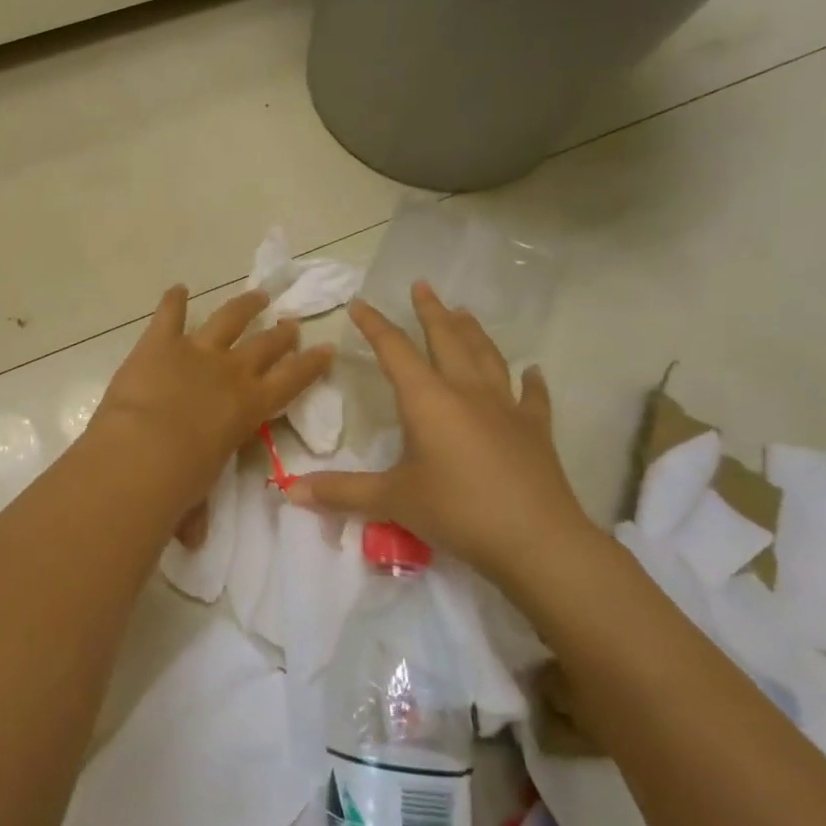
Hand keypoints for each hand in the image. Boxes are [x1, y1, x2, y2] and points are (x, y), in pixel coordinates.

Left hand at [91, 286, 333, 507]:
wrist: (142, 453)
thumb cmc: (179, 485)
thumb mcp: (200, 497)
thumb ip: (198, 511)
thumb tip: (193, 539)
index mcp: (250, 408)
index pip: (292, 381)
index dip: (311, 364)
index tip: (326, 348)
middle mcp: (231, 372)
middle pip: (266, 345)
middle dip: (281, 333)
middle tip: (291, 323)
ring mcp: (196, 351)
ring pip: (229, 319)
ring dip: (244, 306)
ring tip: (258, 295)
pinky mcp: (160, 342)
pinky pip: (170, 313)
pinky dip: (173, 300)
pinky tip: (177, 289)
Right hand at [286, 282, 596, 589]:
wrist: (536, 540)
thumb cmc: (457, 511)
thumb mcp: (392, 501)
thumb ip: (341, 492)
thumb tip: (289, 491)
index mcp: (428, 400)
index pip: (395, 351)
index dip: (375, 326)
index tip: (360, 303)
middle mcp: (467, 392)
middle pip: (447, 340)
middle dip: (431, 312)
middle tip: (423, 285)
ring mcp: (506, 408)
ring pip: (487, 357)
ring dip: (473, 332)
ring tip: (464, 312)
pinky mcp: (535, 430)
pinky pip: (532, 397)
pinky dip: (531, 382)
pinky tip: (533, 371)